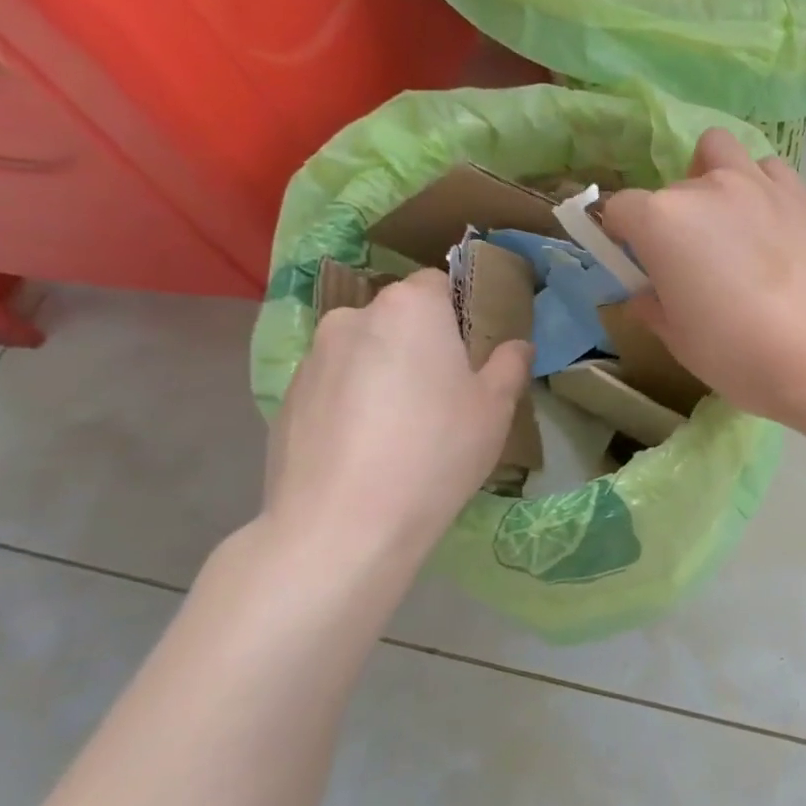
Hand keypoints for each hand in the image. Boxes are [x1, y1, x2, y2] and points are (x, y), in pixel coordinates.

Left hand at [263, 270, 531, 566]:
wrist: (343, 524)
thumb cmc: (436, 451)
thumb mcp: (495, 409)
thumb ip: (509, 365)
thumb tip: (517, 345)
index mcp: (410, 308)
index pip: (439, 282)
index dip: (461, 311)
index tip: (475, 351)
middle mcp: (354, 316)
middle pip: (398, 317)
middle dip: (421, 342)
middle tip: (445, 393)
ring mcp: (313, 357)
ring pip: (364, 350)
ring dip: (385, 371)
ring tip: (403, 426)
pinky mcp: (288, 397)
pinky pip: (335, 385)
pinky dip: (353, 401)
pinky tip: (368, 448)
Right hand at [601, 128, 805, 420]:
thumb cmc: (739, 354)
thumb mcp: (680, 341)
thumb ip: (653, 308)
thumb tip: (644, 295)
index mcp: (661, 221)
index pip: (620, 208)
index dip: (621, 234)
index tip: (635, 261)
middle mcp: (705, 188)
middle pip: (672, 189)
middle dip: (671, 219)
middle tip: (693, 261)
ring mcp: (757, 183)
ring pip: (719, 152)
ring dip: (712, 177)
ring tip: (728, 220)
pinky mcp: (800, 193)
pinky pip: (768, 170)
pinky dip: (760, 185)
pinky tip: (769, 221)